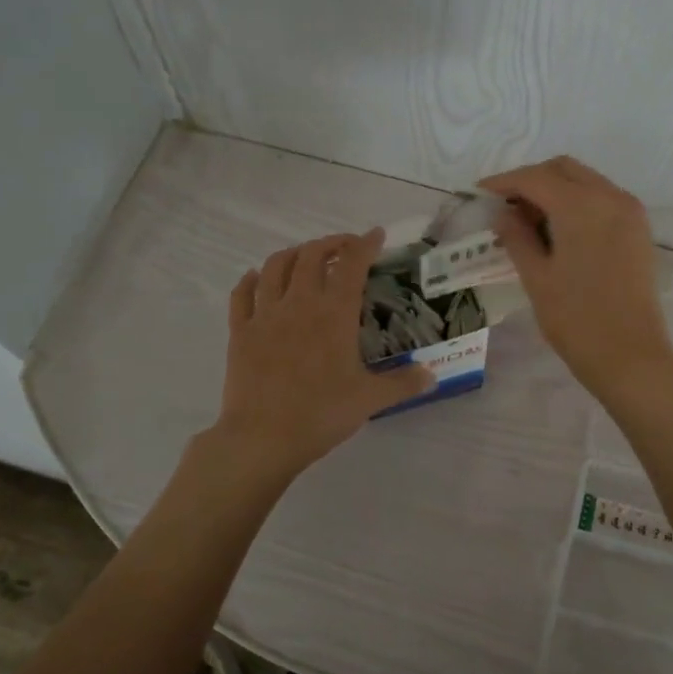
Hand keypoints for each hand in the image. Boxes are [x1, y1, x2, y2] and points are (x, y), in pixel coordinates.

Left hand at [212, 228, 433, 475]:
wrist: (262, 438)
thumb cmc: (321, 414)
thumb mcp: (370, 399)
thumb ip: (403, 383)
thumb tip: (432, 376)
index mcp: (334, 314)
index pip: (352, 265)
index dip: (365, 245)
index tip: (375, 235)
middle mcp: (299, 303)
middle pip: (311, 256)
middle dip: (330, 244)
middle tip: (344, 248)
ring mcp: (264, 315)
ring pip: (275, 266)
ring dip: (293, 253)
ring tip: (305, 257)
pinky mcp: (240, 331)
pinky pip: (242, 294)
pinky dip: (251, 279)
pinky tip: (257, 278)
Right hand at [477, 157, 672, 398]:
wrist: (631, 356)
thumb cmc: (576, 319)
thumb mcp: (537, 277)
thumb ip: (517, 237)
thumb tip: (504, 214)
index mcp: (581, 206)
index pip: (535, 178)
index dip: (504, 182)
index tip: (480, 192)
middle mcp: (610, 197)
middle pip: (564, 170)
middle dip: (531, 180)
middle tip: (505, 206)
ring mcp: (630, 212)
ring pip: (586, 182)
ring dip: (556, 191)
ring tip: (529, 221)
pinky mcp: (639, 231)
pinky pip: (603, 200)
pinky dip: (578, 204)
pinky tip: (559, 231)